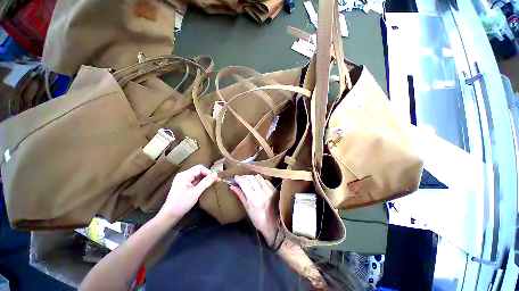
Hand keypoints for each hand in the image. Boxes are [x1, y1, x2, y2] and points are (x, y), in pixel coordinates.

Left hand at [157, 165, 218, 221]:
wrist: (170, 215)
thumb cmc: (182, 204)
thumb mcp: (196, 193)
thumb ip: (206, 182)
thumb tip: (216, 174)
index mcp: (184, 175)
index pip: (199, 168)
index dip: (208, 172)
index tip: (215, 179)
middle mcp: (184, 175)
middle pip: (199, 171)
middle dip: (208, 175)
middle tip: (216, 181)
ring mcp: (184, 180)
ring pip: (198, 176)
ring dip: (205, 179)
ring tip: (213, 183)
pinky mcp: (185, 185)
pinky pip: (195, 181)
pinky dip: (201, 183)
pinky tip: (206, 186)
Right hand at [231, 175, 277, 245]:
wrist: (274, 224)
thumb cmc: (257, 219)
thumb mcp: (247, 208)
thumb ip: (240, 194)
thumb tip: (232, 186)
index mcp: (254, 199)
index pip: (244, 182)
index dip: (238, 178)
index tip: (235, 177)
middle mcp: (262, 192)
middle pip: (251, 177)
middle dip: (244, 177)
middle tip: (241, 179)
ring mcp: (269, 189)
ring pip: (258, 177)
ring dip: (252, 177)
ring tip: (249, 181)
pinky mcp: (274, 189)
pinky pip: (265, 180)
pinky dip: (259, 180)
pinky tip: (258, 185)